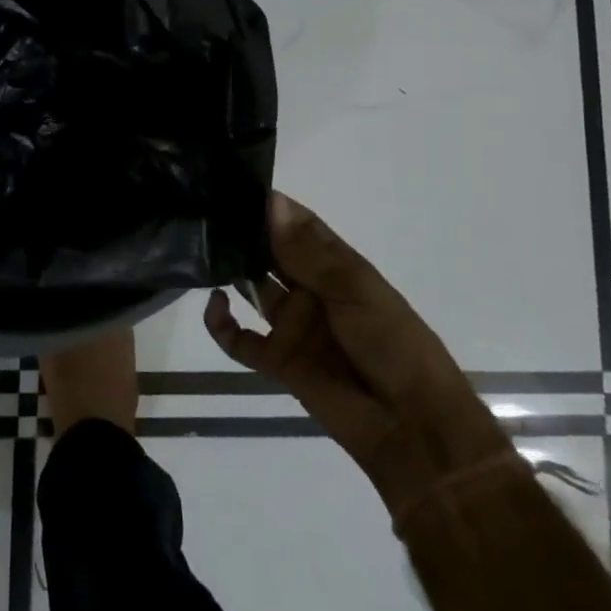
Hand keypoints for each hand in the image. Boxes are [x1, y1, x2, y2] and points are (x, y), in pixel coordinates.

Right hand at [203, 193, 511, 515]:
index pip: (298, 226)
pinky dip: (221, 324)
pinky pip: (240, 340)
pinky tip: (214, 305)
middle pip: (271, 254)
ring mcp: (293, 325)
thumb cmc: (392, 342)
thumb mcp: (355, 289)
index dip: (270, 207)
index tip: (231, 186)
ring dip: (230, 271)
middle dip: (243, 235)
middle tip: (204, 214)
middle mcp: (311, 289)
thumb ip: (308, 251)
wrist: (411, 425)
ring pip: (252, 289)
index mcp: (336, 266)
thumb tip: (271, 202)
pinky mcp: (278, 360)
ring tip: (199, 250)